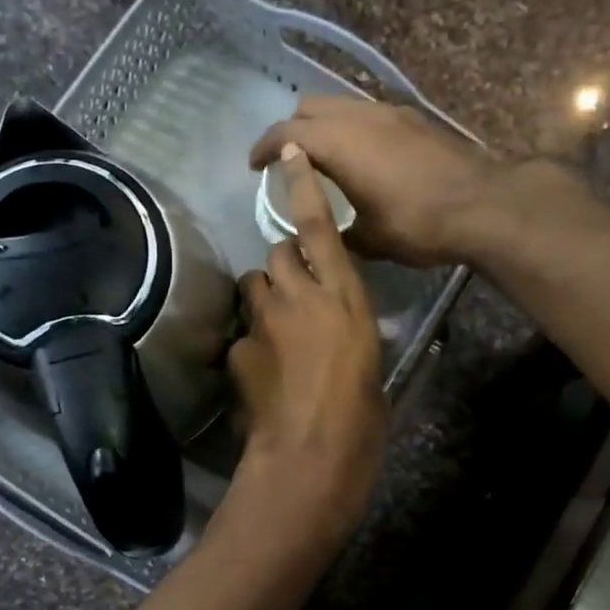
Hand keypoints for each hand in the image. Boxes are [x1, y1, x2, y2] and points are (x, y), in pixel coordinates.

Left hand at [228, 146, 387, 547]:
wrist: (312, 457)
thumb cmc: (363, 419)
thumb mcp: (373, 368)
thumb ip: (354, 337)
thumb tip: (346, 335)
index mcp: (345, 298)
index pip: (320, 228)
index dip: (304, 187)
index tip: (291, 152)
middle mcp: (300, 297)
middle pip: (278, 253)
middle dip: (284, 263)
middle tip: (295, 291)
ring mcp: (263, 321)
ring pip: (254, 285)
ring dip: (264, 297)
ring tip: (276, 329)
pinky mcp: (237, 350)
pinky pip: (240, 333)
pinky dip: (249, 342)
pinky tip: (260, 371)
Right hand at [250, 95, 503, 266]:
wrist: (483, 205)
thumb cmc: (418, 224)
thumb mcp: (369, 239)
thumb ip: (337, 231)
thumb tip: (324, 235)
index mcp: (339, 143)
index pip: (286, 133)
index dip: (263, 148)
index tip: (254, 166)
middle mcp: (360, 116)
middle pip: (310, 106)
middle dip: (292, 130)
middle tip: (288, 162)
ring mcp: (389, 112)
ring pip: (341, 105)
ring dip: (324, 126)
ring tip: (323, 159)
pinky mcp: (412, 119)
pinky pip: (367, 113)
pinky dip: (352, 128)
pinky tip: (362, 158)